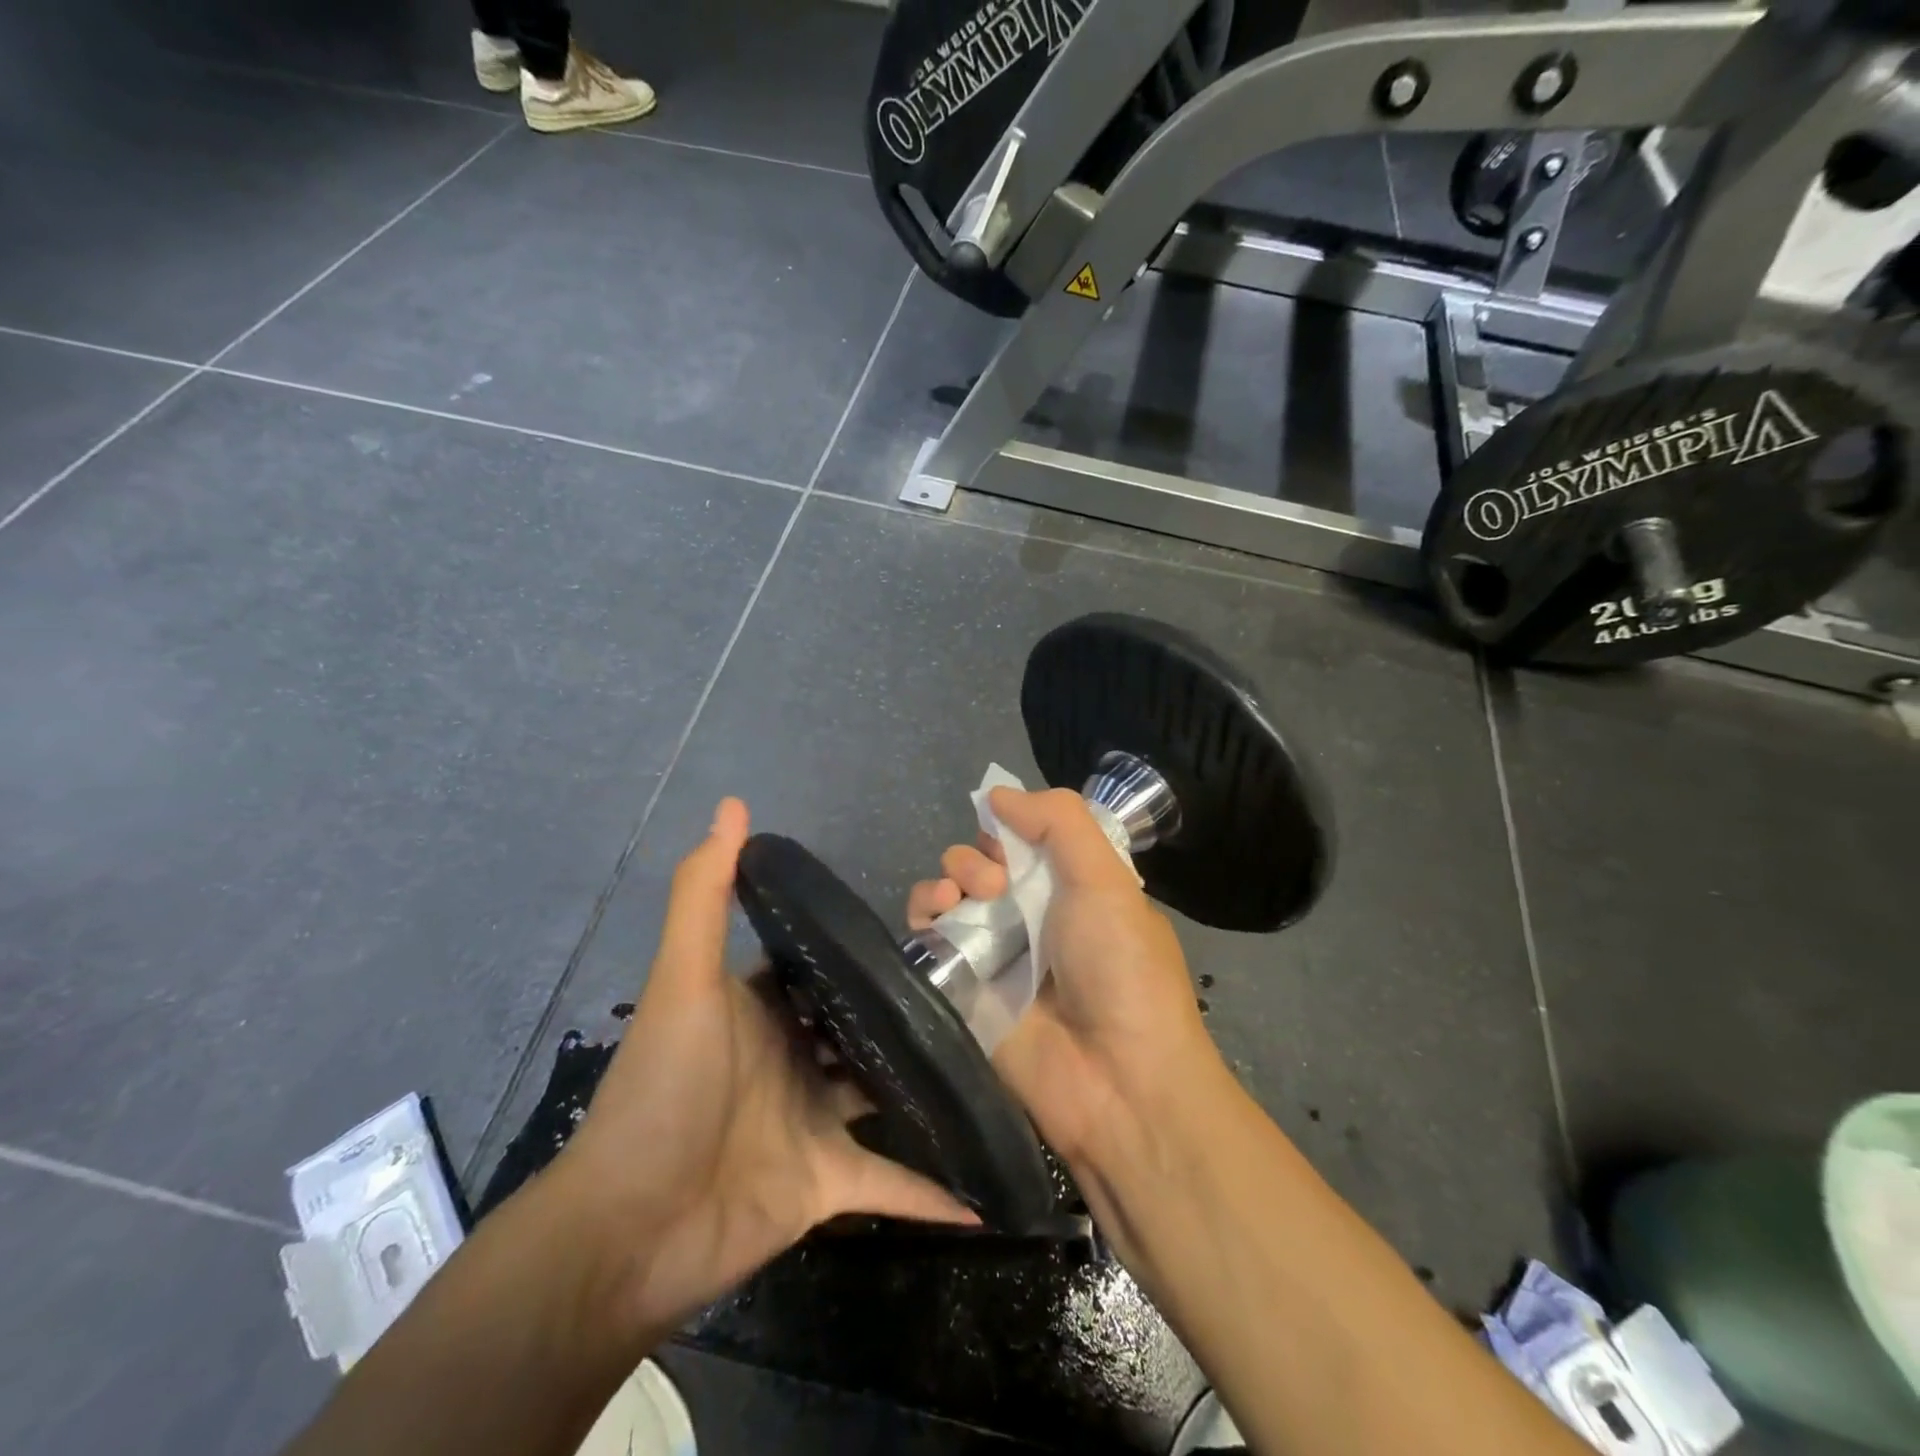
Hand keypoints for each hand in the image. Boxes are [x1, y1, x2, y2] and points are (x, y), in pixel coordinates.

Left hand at [557, 798, 974, 1336]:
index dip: (860, 944)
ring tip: (992, 1058)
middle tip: (979, 983)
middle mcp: (792, 1058)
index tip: (924, 923)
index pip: (819, 966)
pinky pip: (890, 1184)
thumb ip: (705, 894)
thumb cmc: (664, 1089)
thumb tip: (734, 804)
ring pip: (882, 1093)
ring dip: (926, 1083)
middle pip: (860, 1025)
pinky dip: (930, 1192)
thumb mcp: (685, 981)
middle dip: (907, 1008)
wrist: (628, 1230)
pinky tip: (984, 1195)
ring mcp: (812, 1121)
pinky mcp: (826, 1183)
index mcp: (763, 1009)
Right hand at [906, 787, 1223, 1169]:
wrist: (1116, 1083)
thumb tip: (997, 795)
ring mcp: (995, 954)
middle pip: (983, 864)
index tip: (1007, 836)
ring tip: (959, 897)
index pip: (1027, 842)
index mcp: (1073, 890)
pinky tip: (935, 915)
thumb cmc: (1121, 969)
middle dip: (977, 856)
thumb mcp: (1107, 880)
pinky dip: (923, 913)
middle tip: (994, 882)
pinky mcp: (961, 988)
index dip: (1010, 829)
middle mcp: (1032, 918)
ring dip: (947, 878)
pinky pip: (928, 937)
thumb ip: (1059, 822)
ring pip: (951, 894)